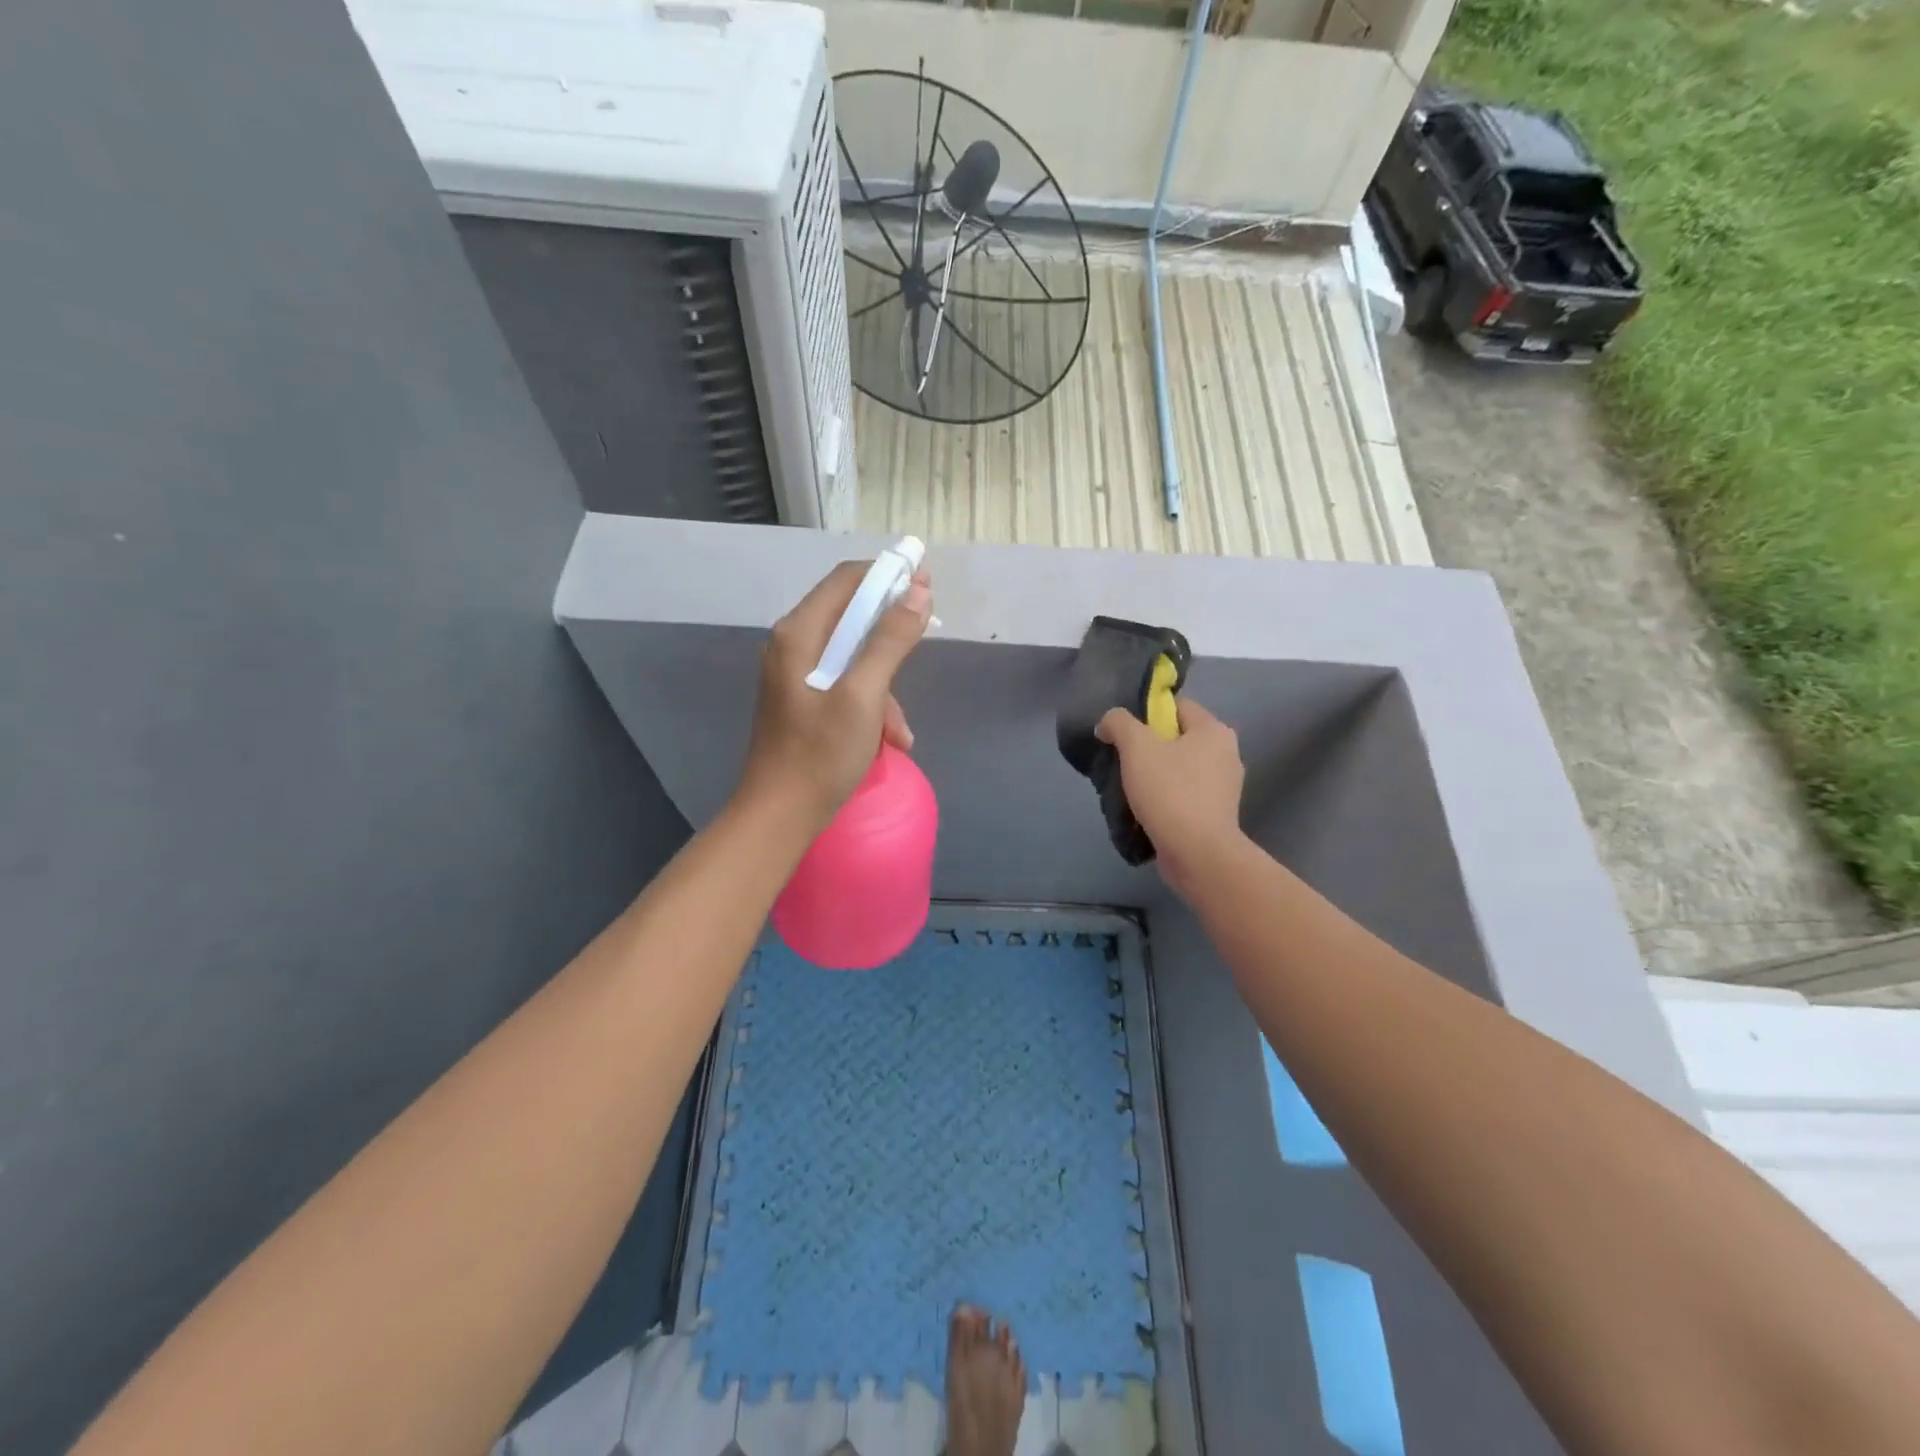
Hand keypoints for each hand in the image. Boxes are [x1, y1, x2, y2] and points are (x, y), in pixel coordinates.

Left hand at [737, 559, 932, 829]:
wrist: (779, 815)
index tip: (927, 584)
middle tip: (927, 637)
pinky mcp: (804, 700)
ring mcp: (797, 674)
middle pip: (851, 616)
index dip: (888, 575)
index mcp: (799, 633)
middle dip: (892, 633)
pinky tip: (890, 740)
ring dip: (886, 684)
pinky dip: (871, 705)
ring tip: (902, 730)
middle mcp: (793, 644)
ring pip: (854, 656)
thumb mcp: (862, 696)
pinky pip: (846, 684)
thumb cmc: (820, 755)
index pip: (847, 580)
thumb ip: (889, 641)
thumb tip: (919, 592)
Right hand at [1096, 697, 1245, 894]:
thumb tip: (1109, 724)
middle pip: (1178, 738)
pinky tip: (1146, 809)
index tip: (1123, 734)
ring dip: (1156, 775)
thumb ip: (1119, 723)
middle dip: (1149, 747)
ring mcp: (1224, 787)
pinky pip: (1185, 794)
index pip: (1177, 707)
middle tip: (1123, 761)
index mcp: (1214, 730)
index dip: (1147, 714)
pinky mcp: (1217, 814)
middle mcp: (1227, 753)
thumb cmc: (1170, 791)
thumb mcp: (1136, 746)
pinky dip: (1166, 798)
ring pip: (1181, 768)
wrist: (1197, 853)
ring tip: (1130, 789)